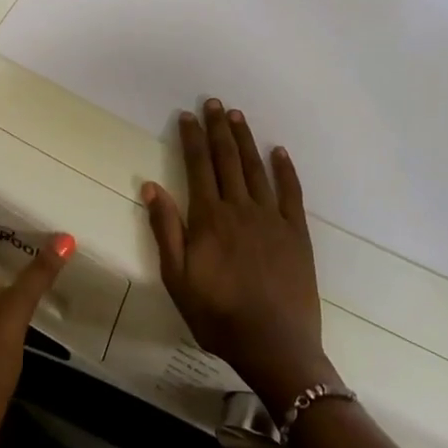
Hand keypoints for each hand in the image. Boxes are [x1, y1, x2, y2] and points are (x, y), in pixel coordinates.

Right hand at [143, 99, 333, 414]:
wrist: (274, 344)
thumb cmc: (218, 315)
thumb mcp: (177, 278)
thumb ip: (165, 230)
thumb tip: (151, 186)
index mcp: (209, 218)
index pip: (198, 167)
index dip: (192, 139)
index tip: (188, 116)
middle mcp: (240, 209)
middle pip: (227, 160)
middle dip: (219, 129)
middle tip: (215, 103)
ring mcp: (271, 218)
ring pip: (256, 169)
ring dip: (246, 141)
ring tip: (238, 116)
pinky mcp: (296, 232)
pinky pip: (290, 192)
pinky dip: (285, 169)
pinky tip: (279, 152)